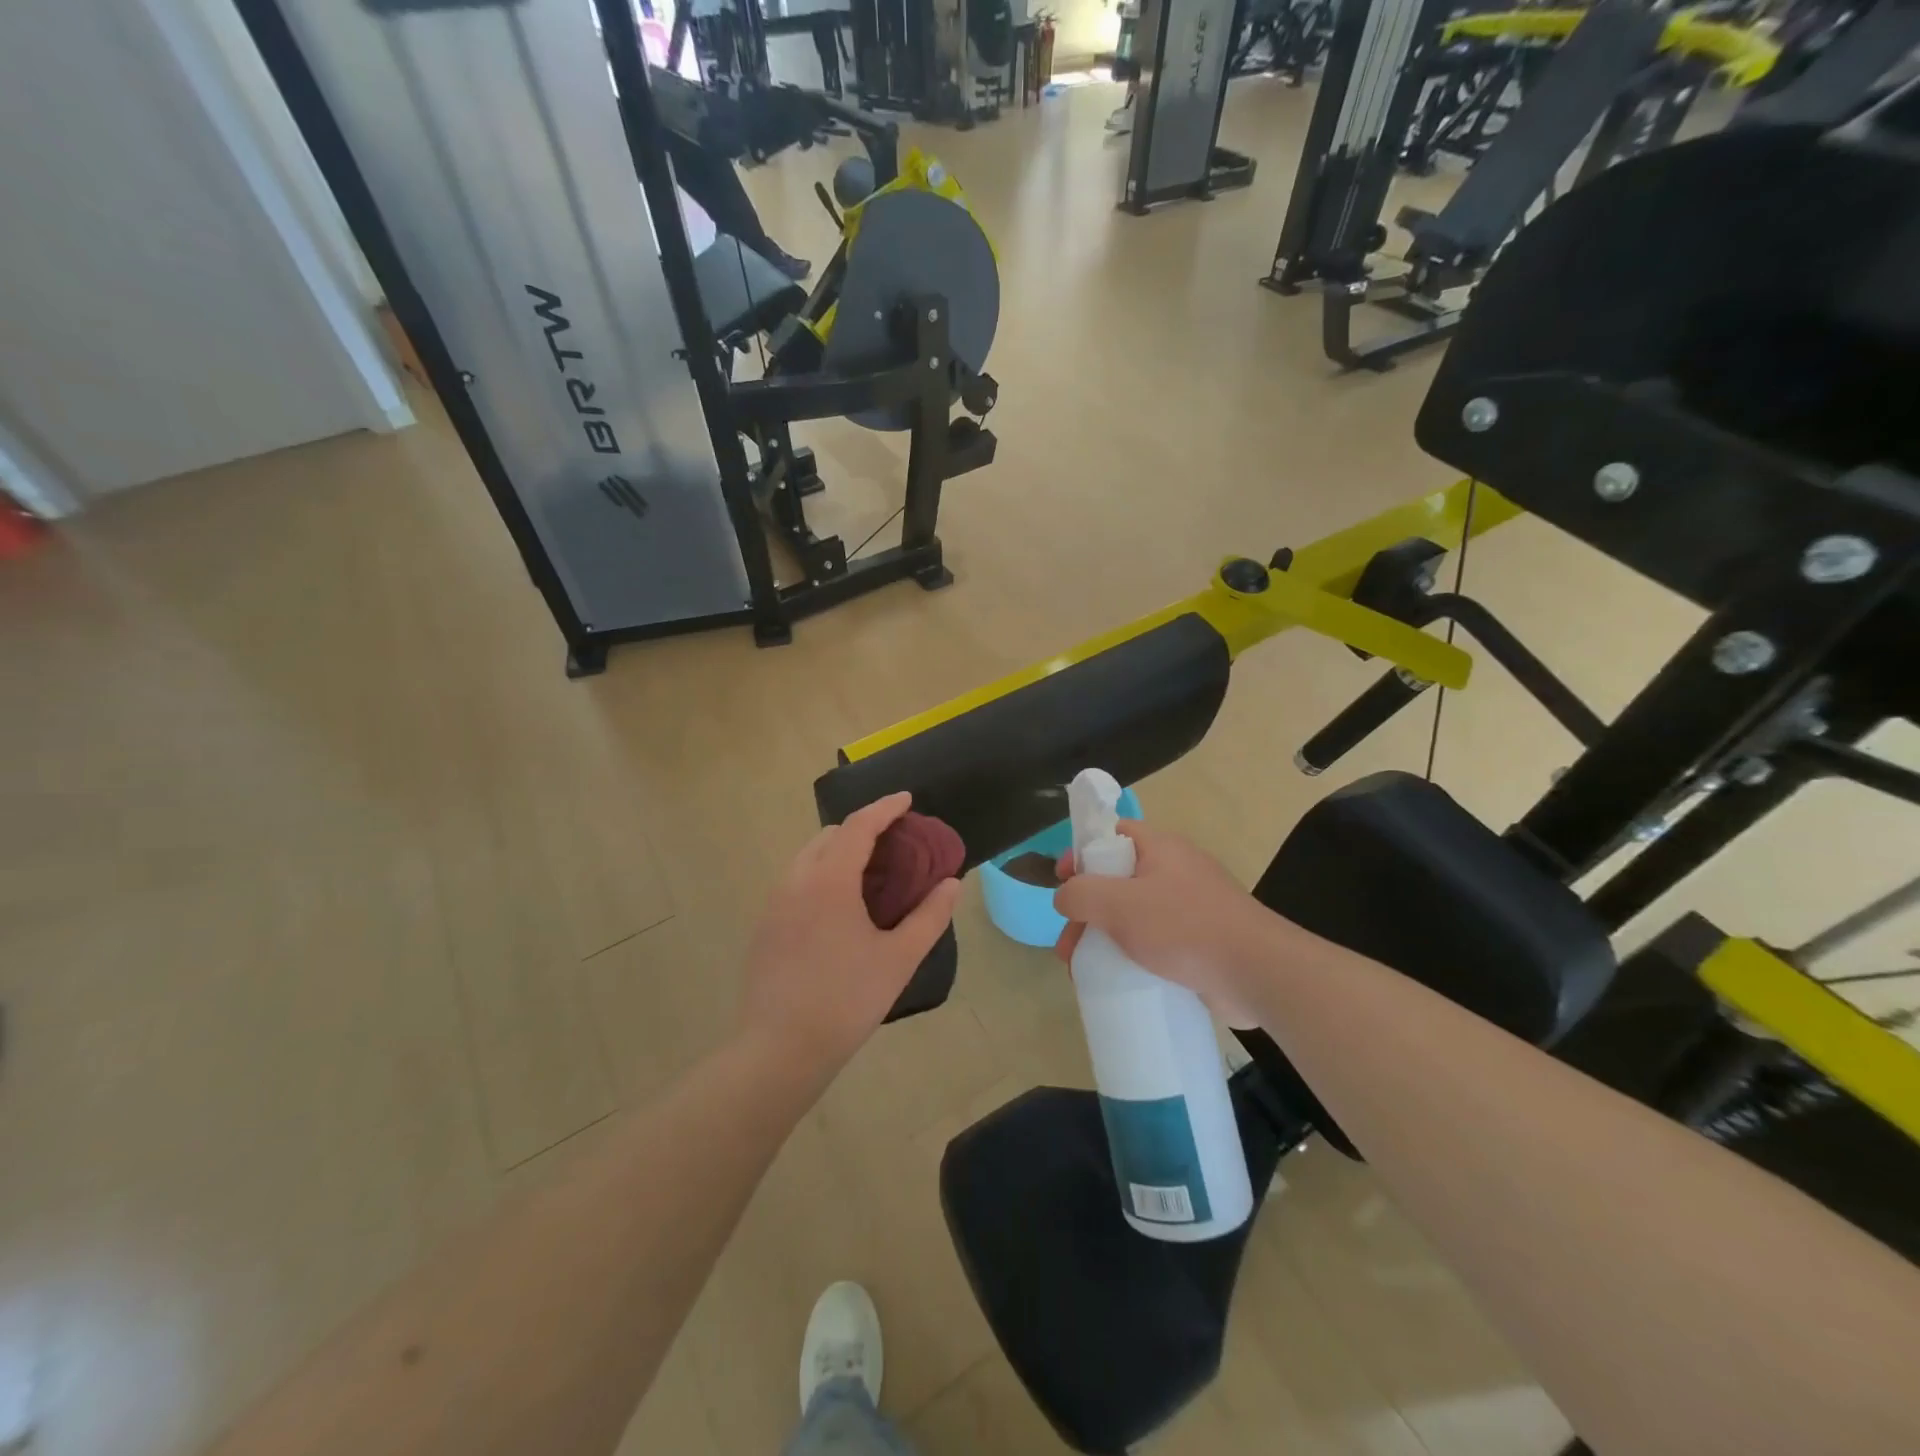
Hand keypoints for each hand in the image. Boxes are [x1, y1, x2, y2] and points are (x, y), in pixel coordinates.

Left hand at [738, 792, 961, 1078]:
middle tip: (895, 842)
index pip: (859, 826)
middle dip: (863, 828)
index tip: (907, 799)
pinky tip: (840, 906)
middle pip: (830, 836)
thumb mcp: (899, 959)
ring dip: (839, 851)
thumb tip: (952, 884)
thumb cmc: (846, 1000)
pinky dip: (821, 874)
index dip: (885, 807)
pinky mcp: (764, 925)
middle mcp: (796, 880)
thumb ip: (929, 916)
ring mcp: (774, 902)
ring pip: (809, 857)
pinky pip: (795, 881)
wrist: (779, 1049)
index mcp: (829, 880)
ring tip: (869, 873)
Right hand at [1052, 821, 1283, 1027]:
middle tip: (1067, 945)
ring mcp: (1191, 906)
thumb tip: (1064, 897)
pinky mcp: (1201, 940)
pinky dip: (1132, 955)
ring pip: (1134, 914)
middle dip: (1086, 910)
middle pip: (1117, 879)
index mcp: (1159, 848)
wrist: (1256, 972)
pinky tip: (1118, 978)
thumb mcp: (1119, 904)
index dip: (1082, 852)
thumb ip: (1081, 894)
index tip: (1061, 881)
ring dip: (1104, 937)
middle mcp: (1175, 870)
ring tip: (1083, 971)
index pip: (1112, 834)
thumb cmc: (1183, 927)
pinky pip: (1156, 940)